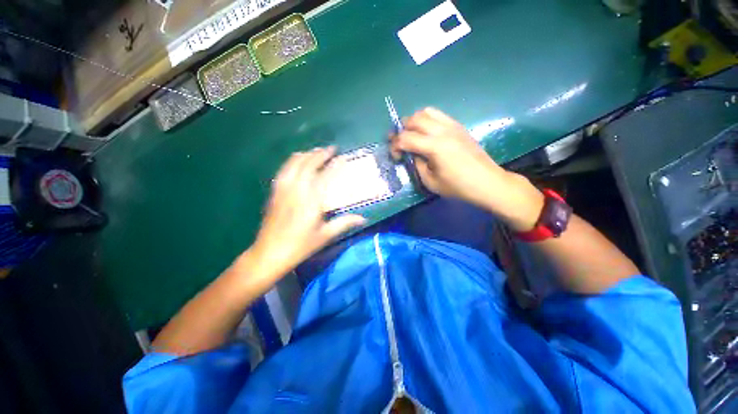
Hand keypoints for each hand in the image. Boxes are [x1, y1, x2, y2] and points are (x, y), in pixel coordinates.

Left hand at [246, 147, 364, 278]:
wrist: (269, 254)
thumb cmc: (300, 246)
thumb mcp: (325, 236)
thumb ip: (344, 223)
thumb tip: (363, 218)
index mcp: (311, 201)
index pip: (325, 176)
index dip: (335, 164)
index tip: (343, 157)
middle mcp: (296, 190)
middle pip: (307, 164)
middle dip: (320, 154)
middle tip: (331, 149)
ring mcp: (283, 190)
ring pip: (293, 164)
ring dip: (306, 155)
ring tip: (315, 152)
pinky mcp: (275, 193)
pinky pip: (284, 170)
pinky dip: (292, 162)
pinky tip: (297, 162)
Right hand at [390, 108, 543, 231]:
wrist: (486, 182)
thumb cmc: (458, 186)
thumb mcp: (430, 181)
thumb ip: (417, 164)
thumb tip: (412, 154)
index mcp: (435, 147)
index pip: (405, 138)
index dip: (395, 146)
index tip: (396, 156)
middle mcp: (442, 131)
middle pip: (413, 119)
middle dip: (402, 131)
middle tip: (401, 144)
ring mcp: (452, 125)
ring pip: (426, 112)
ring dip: (414, 122)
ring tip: (413, 135)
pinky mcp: (458, 126)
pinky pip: (438, 115)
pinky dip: (427, 120)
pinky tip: (427, 133)